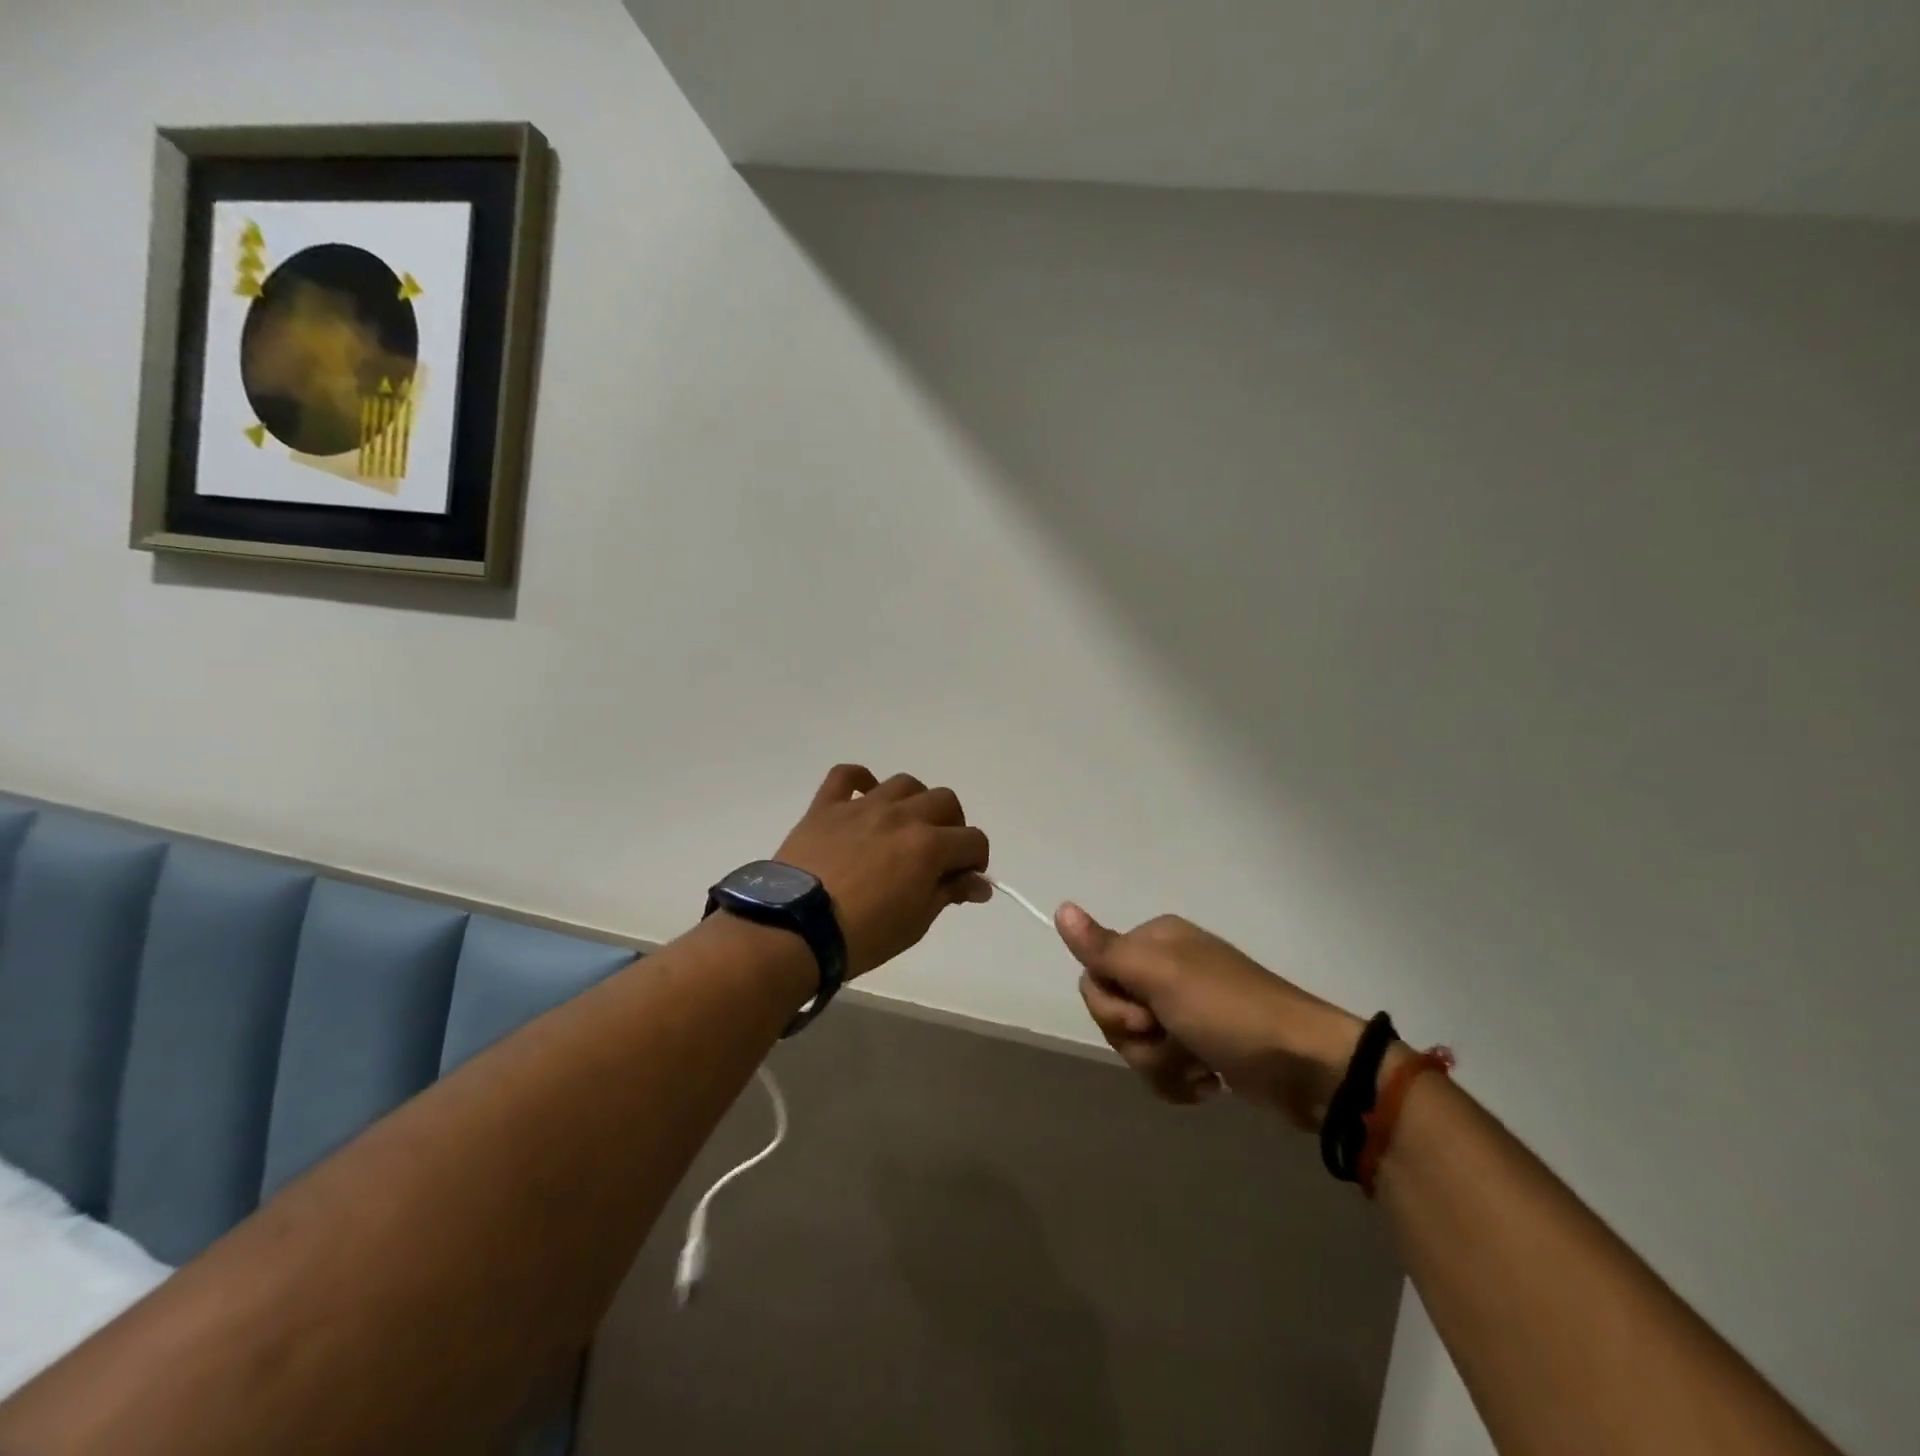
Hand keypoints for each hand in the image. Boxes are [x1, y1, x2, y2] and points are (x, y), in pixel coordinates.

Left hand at [774, 765, 991, 978]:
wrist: (795, 930)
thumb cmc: (862, 935)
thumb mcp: (916, 922)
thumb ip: (948, 893)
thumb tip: (978, 884)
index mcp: (929, 846)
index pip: (973, 840)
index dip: (976, 860)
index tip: (965, 879)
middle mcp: (901, 816)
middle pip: (944, 801)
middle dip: (952, 826)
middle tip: (939, 853)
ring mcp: (862, 806)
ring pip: (904, 783)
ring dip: (915, 802)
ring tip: (906, 825)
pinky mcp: (827, 806)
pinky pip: (846, 775)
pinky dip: (860, 780)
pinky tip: (864, 796)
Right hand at [1057, 905, 1363, 1128]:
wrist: (1307, 1068)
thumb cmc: (1229, 1012)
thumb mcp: (1162, 977)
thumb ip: (1106, 949)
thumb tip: (1060, 908)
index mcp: (1155, 940)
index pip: (1094, 973)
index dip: (1111, 1005)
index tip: (1146, 1014)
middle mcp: (1165, 967)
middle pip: (1112, 1009)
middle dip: (1138, 1037)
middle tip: (1174, 1037)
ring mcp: (1184, 1008)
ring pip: (1136, 1042)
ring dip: (1161, 1063)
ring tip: (1199, 1068)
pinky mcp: (1200, 1044)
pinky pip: (1162, 1064)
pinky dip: (1179, 1079)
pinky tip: (1208, 1083)